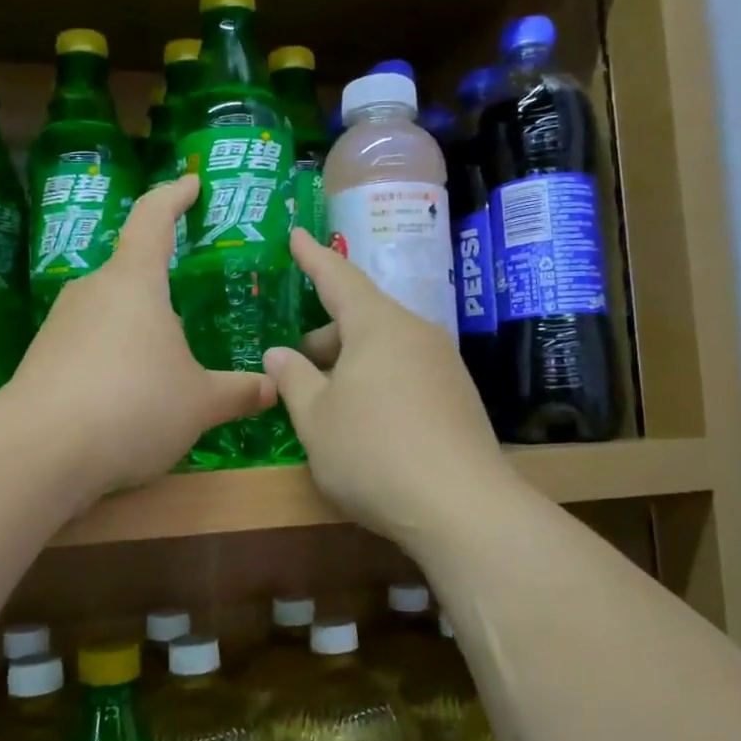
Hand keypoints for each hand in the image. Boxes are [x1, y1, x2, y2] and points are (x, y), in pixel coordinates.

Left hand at [11, 175, 273, 495]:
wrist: (38, 451)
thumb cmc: (133, 406)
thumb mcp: (199, 403)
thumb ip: (238, 392)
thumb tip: (273, 387)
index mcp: (134, 282)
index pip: (153, 218)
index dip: (174, 195)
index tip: (191, 183)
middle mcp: (93, 291)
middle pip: (132, 271)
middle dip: (163, 286)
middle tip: (194, 306)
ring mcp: (61, 324)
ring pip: (111, 312)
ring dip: (140, 329)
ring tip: (169, 363)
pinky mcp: (43, 359)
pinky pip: (90, 345)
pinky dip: (116, 359)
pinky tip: (131, 396)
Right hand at [264, 230, 509, 543]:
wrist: (461, 507)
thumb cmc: (373, 453)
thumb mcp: (315, 419)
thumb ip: (293, 379)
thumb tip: (279, 352)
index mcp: (378, 325)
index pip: (338, 277)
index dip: (312, 257)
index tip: (296, 233)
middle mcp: (416, 333)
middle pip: (363, 317)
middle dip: (325, 333)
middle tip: (295, 363)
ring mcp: (444, 364)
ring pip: (385, 346)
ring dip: (350, 361)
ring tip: (326, 397)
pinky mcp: (458, 395)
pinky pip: (407, 370)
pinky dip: (377, 379)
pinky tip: (365, 419)